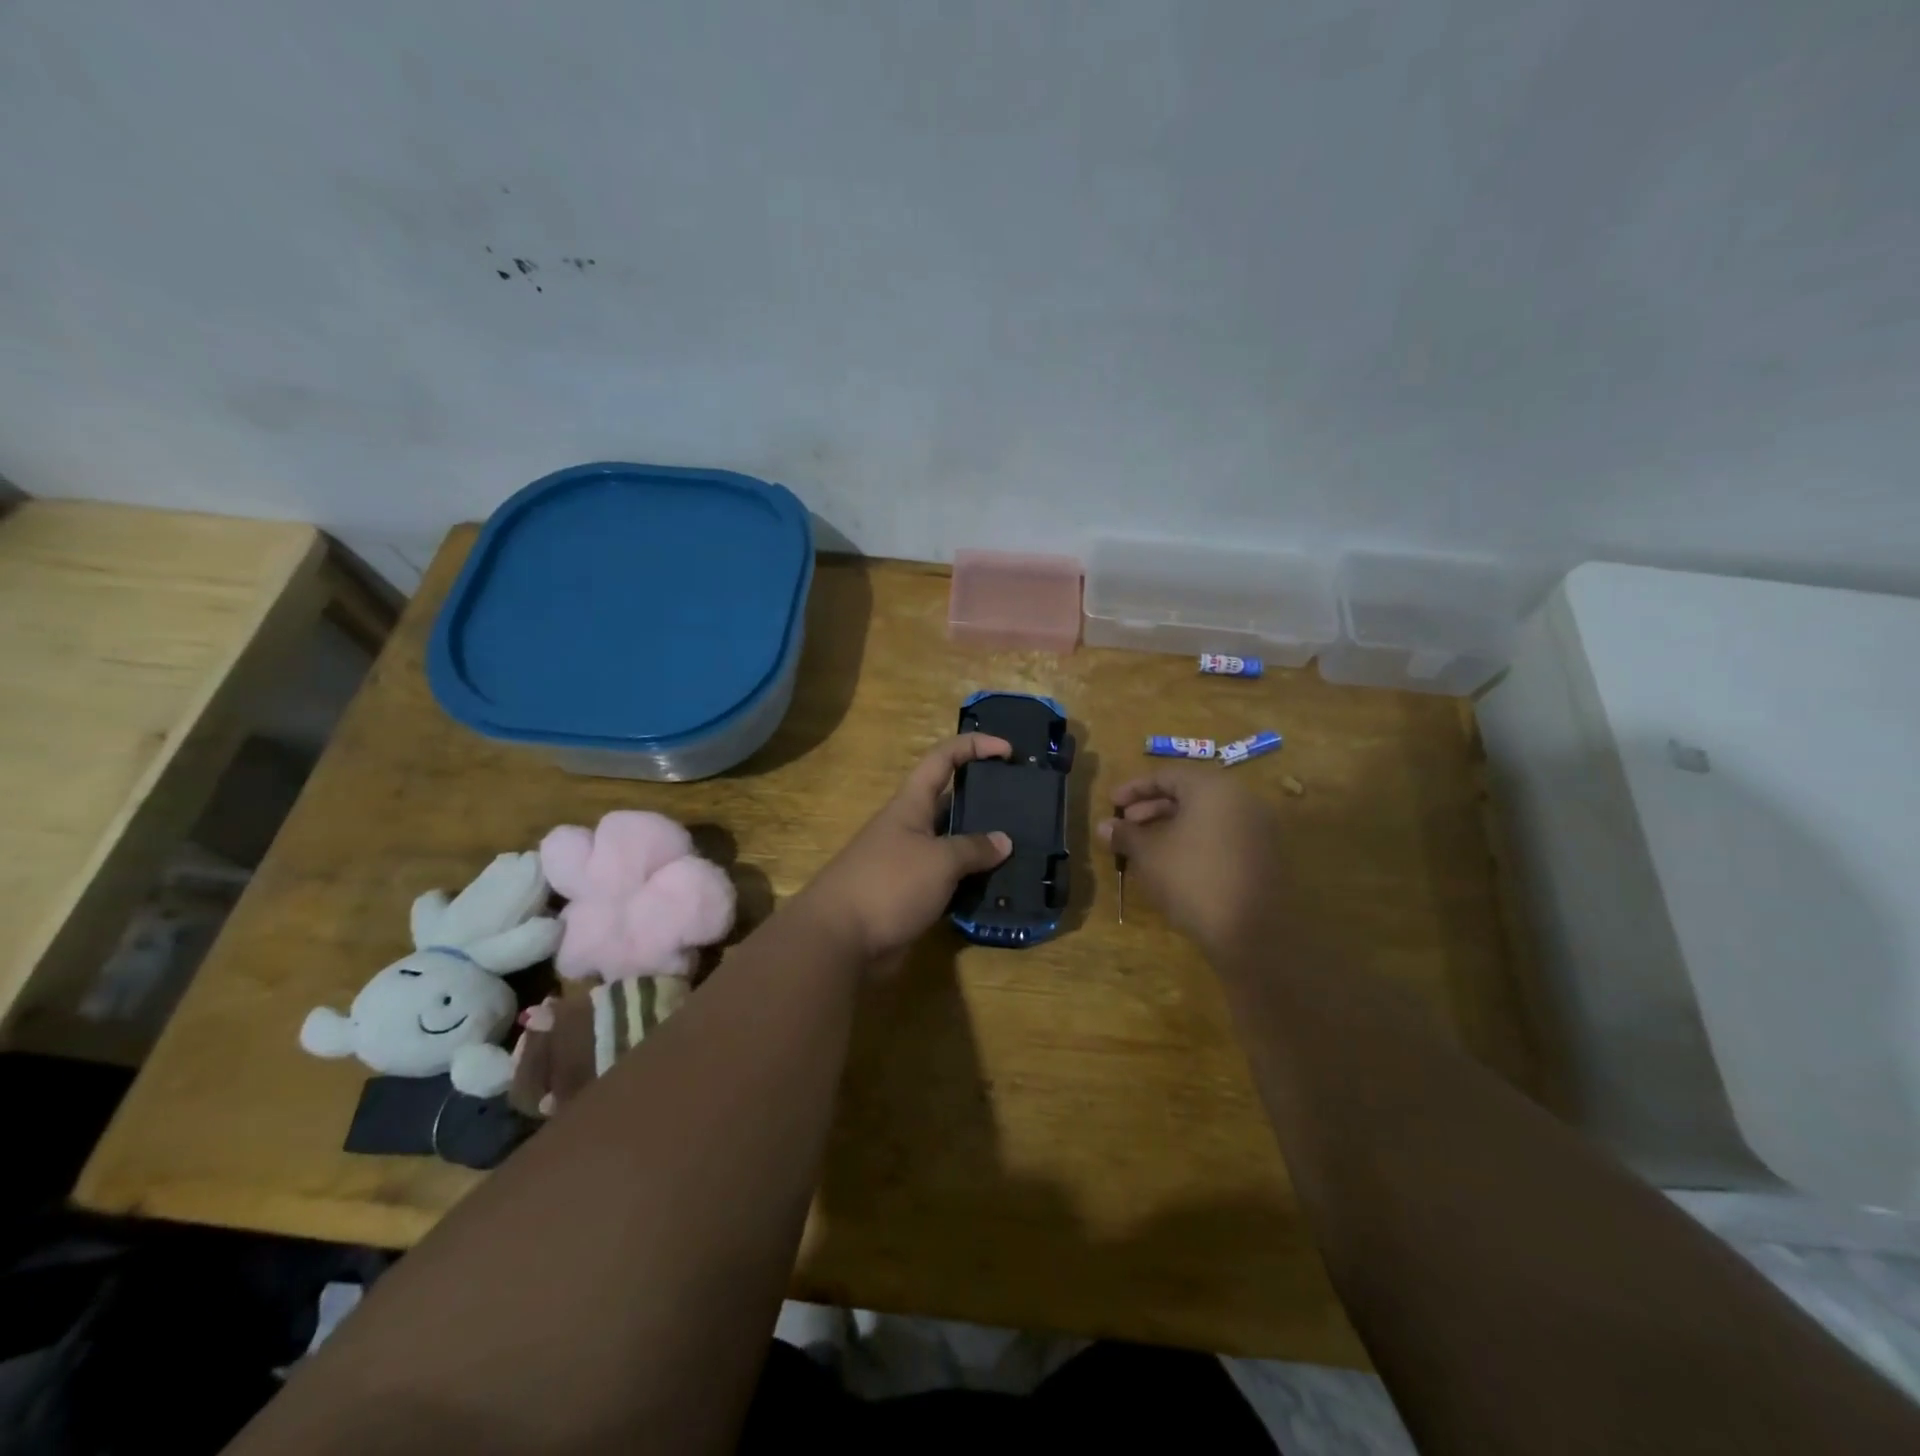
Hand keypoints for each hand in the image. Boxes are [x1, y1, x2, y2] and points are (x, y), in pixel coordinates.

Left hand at [796, 734, 1014, 965]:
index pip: (943, 759)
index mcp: (911, 804)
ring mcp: (909, 864)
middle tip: (1024, 807)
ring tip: (1022, 850)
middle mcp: (910, 828)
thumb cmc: (889, 884)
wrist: (839, 941)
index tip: (1008, 751)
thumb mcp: (939, 860)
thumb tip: (1004, 841)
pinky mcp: (911, 897)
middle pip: (951, 803)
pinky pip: (949, 882)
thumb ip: (973, 848)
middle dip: (985, 801)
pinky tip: (1000, 889)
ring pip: (953, 846)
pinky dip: (971, 883)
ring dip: (982, 848)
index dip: (974, 746)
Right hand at [1098, 766, 1285, 955]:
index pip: (1167, 775)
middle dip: (1152, 808)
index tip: (1112, 804)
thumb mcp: (1149, 854)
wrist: (1251, 932)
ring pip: (1206, 815)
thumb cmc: (1192, 880)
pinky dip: (1195, 840)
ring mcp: (1257, 827)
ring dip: (1171, 825)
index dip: (1134, 789)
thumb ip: (1125, 834)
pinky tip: (1174, 862)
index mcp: (1212, 788)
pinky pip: (1222, 834)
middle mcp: (1240, 799)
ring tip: (1145, 847)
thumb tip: (1104, 826)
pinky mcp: (1264, 854)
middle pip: (1188, 793)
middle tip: (1126, 827)